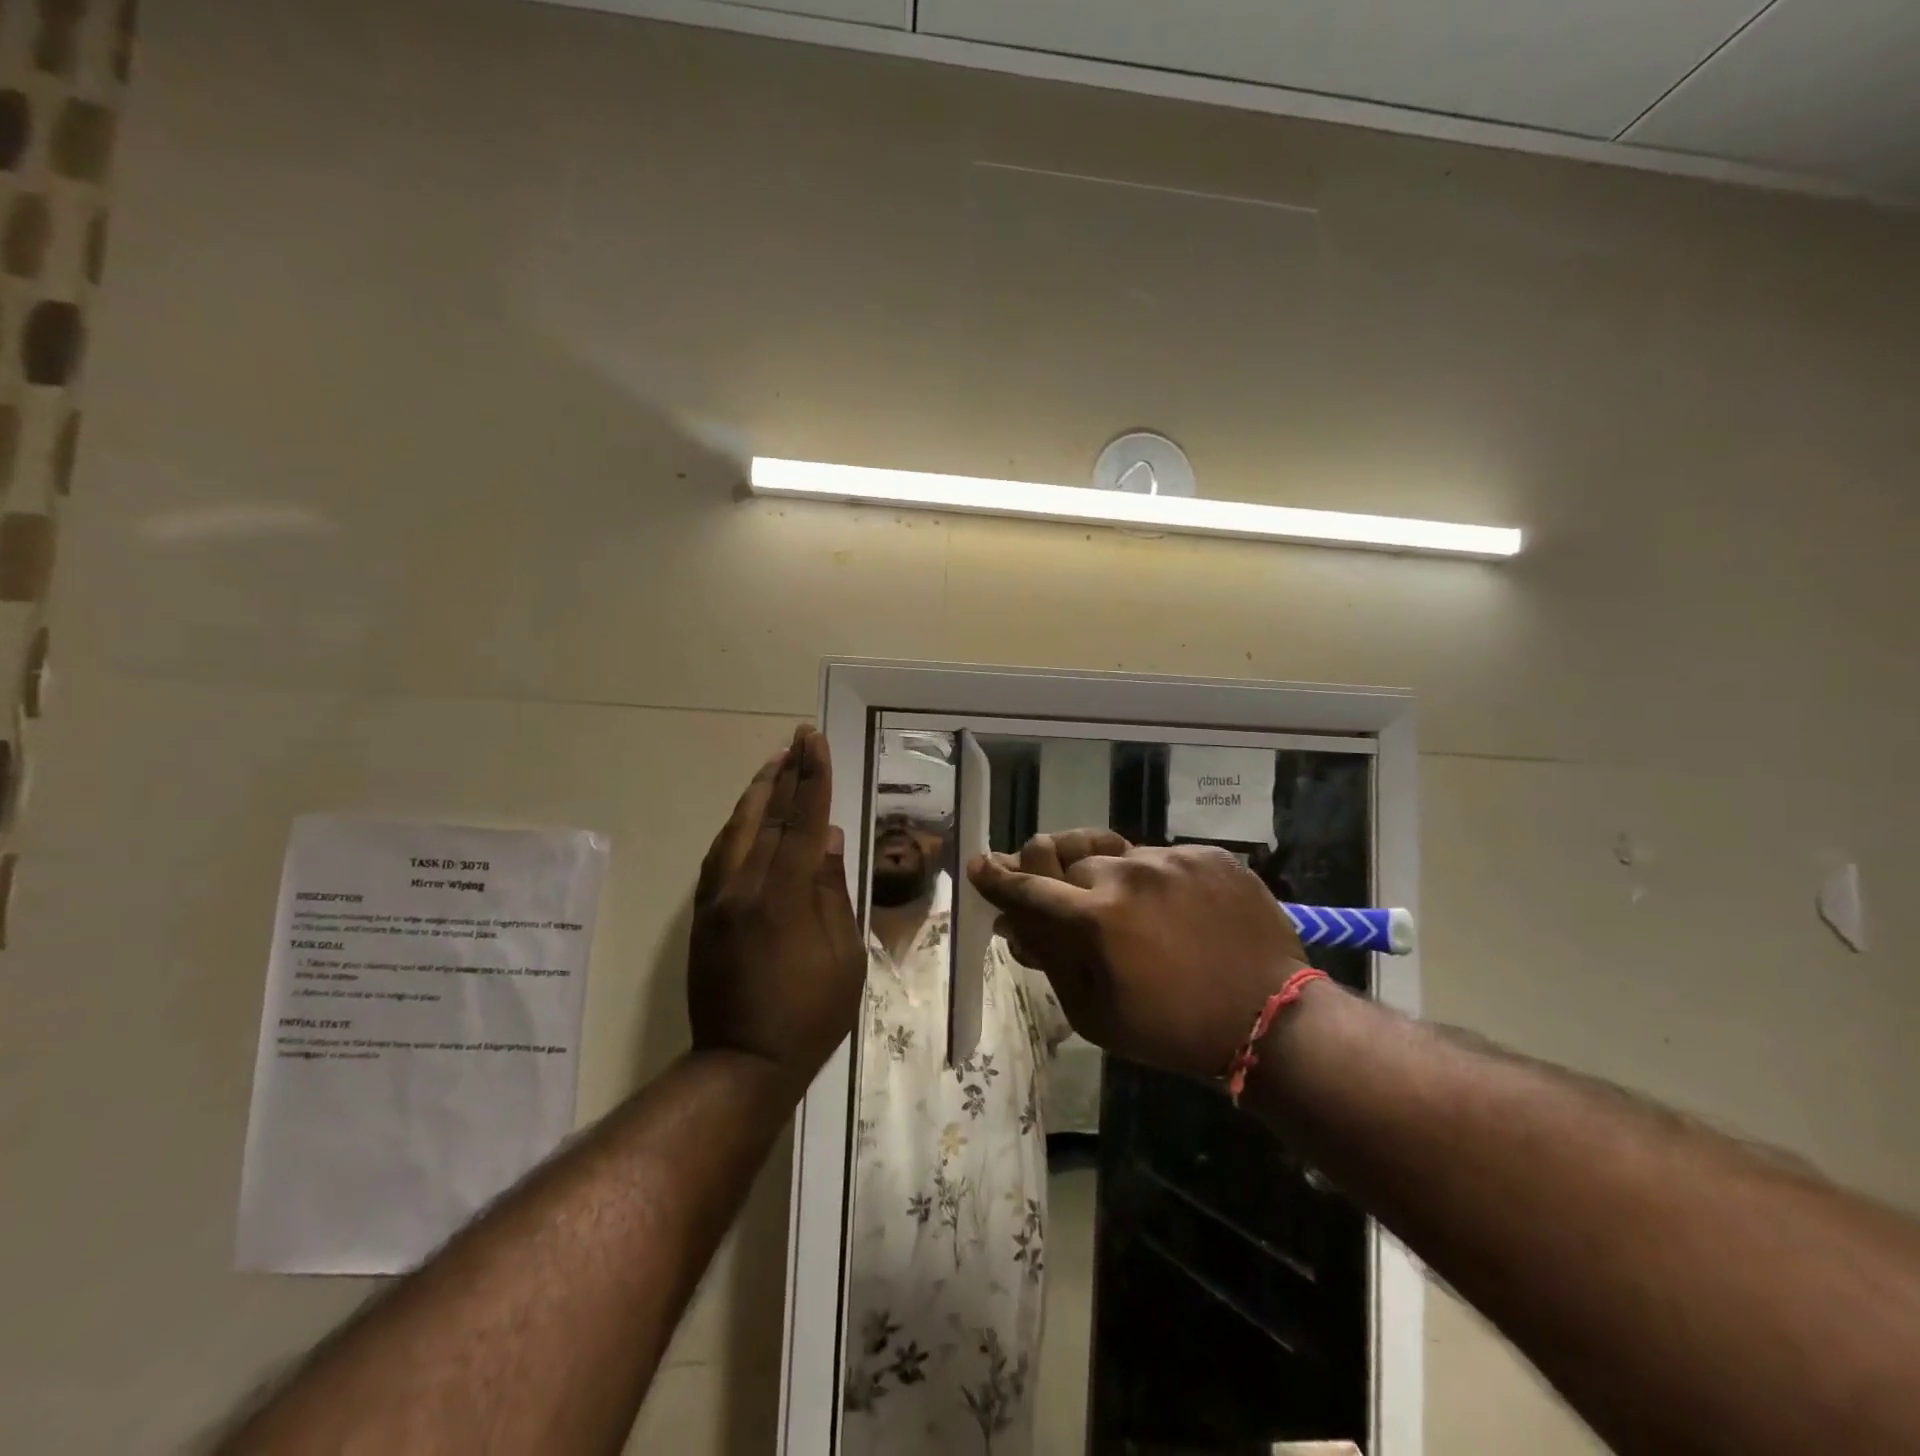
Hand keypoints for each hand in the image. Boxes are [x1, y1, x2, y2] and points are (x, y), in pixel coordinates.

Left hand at [688, 726, 864, 1090]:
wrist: (741, 1064)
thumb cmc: (809, 1015)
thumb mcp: (842, 956)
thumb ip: (831, 891)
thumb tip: (826, 838)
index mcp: (782, 897)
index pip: (801, 822)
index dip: (811, 778)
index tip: (814, 742)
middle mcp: (743, 888)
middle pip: (765, 817)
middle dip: (783, 774)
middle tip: (795, 739)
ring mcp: (716, 901)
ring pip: (735, 831)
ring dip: (756, 795)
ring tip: (773, 765)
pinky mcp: (702, 916)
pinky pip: (718, 856)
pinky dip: (736, 827)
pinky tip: (746, 816)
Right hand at [969, 833, 1310, 1079]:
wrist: (1269, 1018)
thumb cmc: (1171, 1029)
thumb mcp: (1094, 1013)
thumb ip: (1049, 960)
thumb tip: (1012, 925)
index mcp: (1095, 918)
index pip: (1028, 886)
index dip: (998, 876)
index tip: (980, 862)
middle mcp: (1127, 873)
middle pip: (1069, 860)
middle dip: (1061, 883)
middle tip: (1072, 907)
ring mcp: (1172, 858)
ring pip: (1115, 854)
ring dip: (1109, 879)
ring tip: (1131, 910)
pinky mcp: (1208, 853)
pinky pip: (1161, 857)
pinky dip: (1155, 880)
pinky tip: (1174, 911)